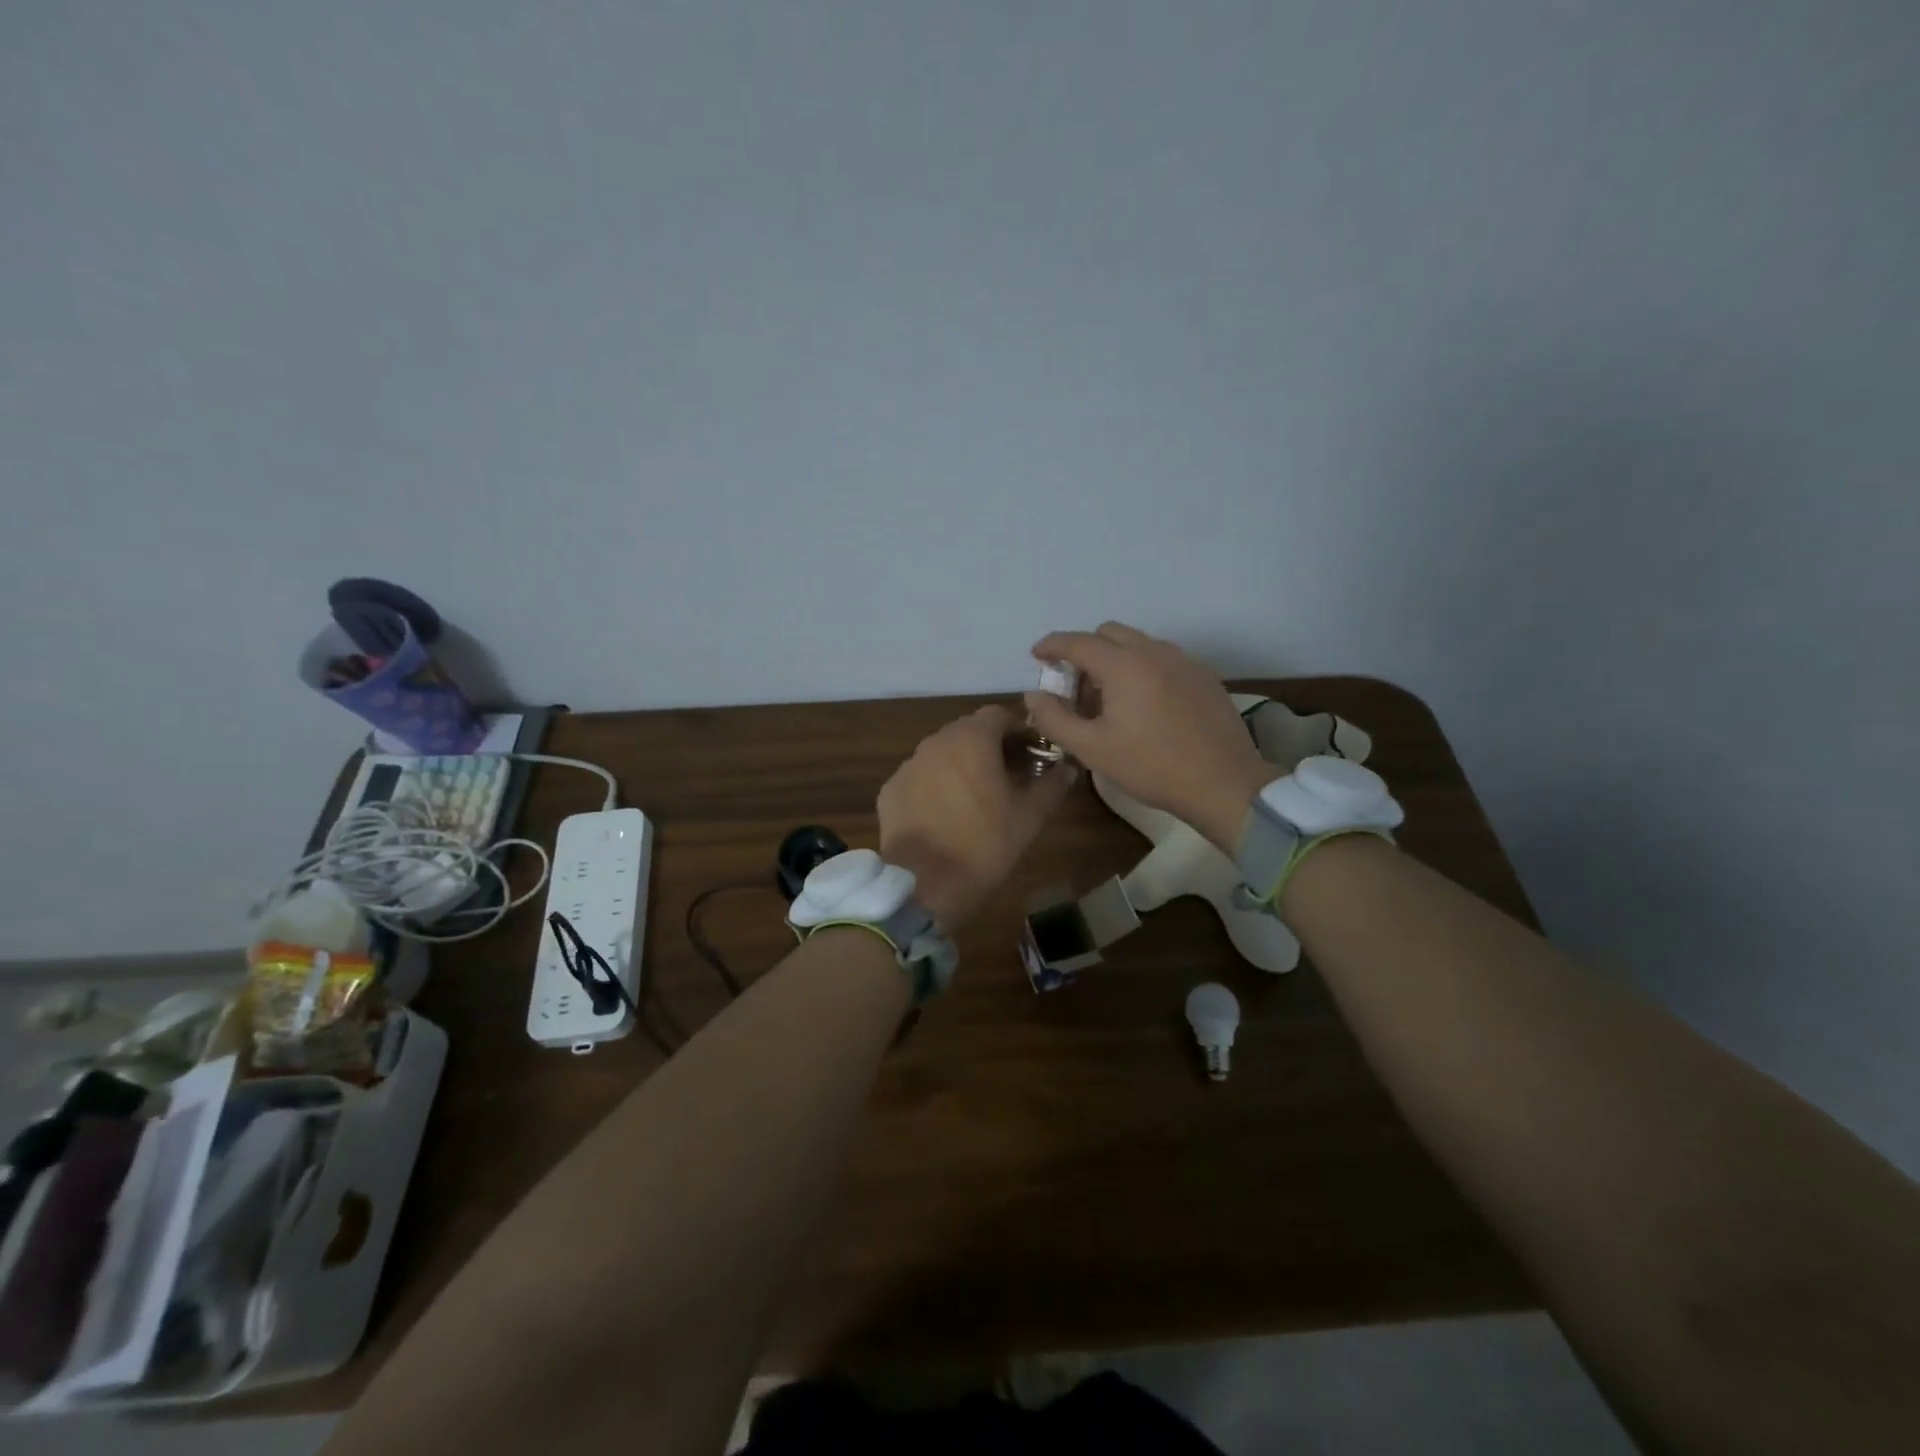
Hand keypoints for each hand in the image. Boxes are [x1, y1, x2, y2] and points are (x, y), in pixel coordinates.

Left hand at [878, 705, 1071, 928]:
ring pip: (942, 753)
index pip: (998, 715)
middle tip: (1008, 777)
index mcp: (972, 739)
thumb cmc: (984, 844)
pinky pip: (920, 777)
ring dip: (961, 765)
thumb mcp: (1030, 817)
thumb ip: (1051, 785)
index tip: (1032, 756)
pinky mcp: (890, 789)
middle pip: (968, 731)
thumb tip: (1067, 769)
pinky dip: (935, 786)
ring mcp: (909, 764)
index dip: (1018, 732)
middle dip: (990, 747)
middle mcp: (936, 741)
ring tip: (976, 797)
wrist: (924, 883)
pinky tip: (944, 814)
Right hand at [1024, 622, 1274, 851]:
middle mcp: (1154, 651)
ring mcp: (1184, 661)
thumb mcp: (1092, 749)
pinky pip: (1162, 658)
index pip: (1078, 641)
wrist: (1223, 783)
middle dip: (1084, 650)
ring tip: (1109, 698)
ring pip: (1138, 644)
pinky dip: (1142, 668)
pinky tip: (1143, 705)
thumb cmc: (1151, 766)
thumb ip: (1055, 718)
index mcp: (1124, 665)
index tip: (1037, 655)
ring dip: (1114, 659)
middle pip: (1108, 633)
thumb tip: (1034, 694)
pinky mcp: (1204, 676)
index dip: (1052, 645)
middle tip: (1074, 686)